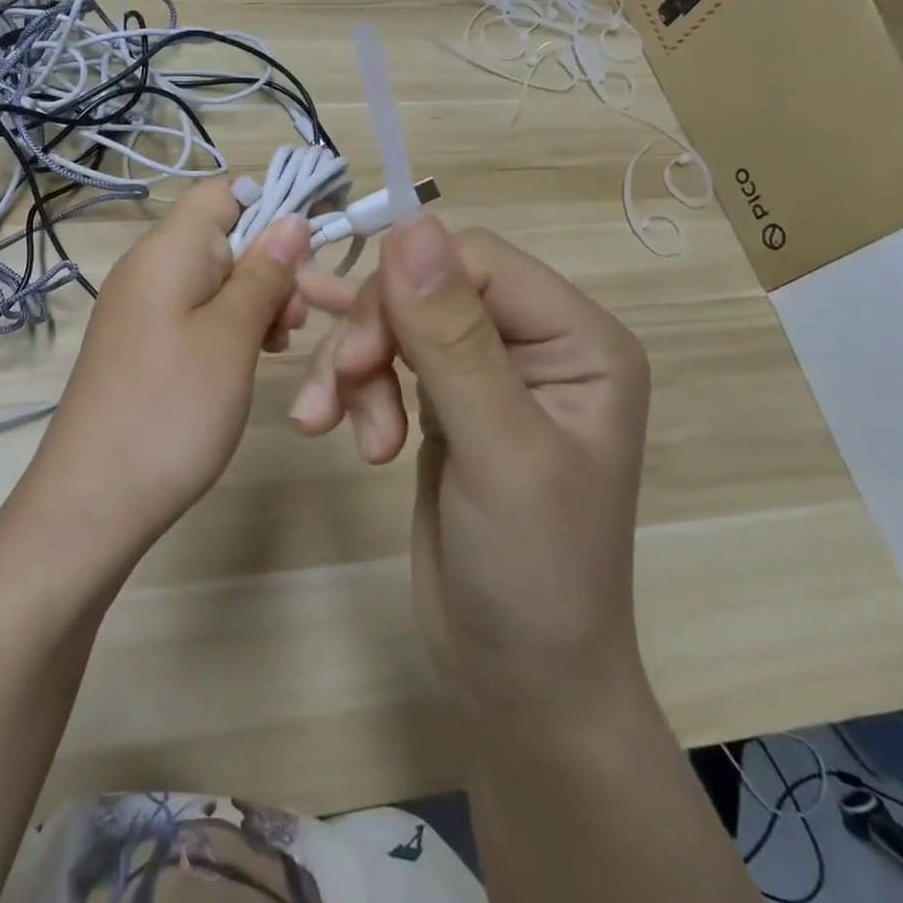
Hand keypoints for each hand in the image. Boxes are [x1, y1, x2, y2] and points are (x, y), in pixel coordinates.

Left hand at [28, 177, 311, 543]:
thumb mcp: (231, 338)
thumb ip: (263, 273)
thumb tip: (291, 217)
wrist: (92, 500)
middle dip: (269, 263)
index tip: (313, 249)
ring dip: (254, 298)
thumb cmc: (171, 411)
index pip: (222, 190)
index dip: (272, 203)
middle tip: (295, 320)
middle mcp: (147, 267)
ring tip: (277, 343)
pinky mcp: (140, 342)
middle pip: (221, 234)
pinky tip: (248, 358)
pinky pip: (193, 311)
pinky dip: (228, 324)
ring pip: (213, 276)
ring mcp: (139, 307)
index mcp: (167, 250)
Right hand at [291, 215, 650, 709]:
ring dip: (353, 371)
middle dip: (371, 339)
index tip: (355, 357)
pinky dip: (352, 386)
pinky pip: (386, 362)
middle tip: (333, 400)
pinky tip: (324, 411)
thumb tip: (409, 225)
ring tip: (331, 429)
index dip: (404, 292)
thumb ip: (453, 336)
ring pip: (396, 323)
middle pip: (426, 289)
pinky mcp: (445, 405)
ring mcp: (487, 373)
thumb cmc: (533, 571)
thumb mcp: (497, 449)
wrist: (518, 678)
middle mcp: (536, 344)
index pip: (475, 262)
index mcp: (578, 340)